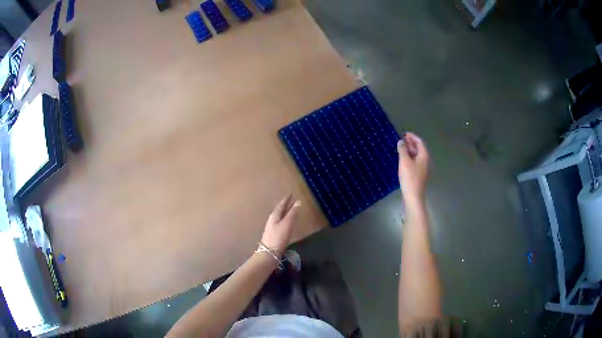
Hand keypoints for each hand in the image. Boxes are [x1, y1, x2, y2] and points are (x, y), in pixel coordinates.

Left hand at [261, 195, 300, 255]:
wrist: (269, 253)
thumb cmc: (278, 237)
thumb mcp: (287, 224)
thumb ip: (292, 214)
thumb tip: (298, 202)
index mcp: (274, 216)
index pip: (281, 204)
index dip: (287, 199)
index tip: (291, 193)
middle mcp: (272, 220)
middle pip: (280, 210)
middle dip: (286, 205)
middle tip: (292, 200)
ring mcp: (272, 228)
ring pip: (280, 217)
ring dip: (286, 212)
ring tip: (292, 210)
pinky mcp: (274, 235)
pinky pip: (281, 223)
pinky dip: (286, 220)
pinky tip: (288, 223)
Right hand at [397, 133, 429, 203]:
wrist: (413, 196)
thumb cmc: (410, 177)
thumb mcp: (404, 161)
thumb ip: (403, 149)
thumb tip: (401, 141)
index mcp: (424, 156)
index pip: (420, 142)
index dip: (412, 137)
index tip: (404, 134)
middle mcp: (425, 161)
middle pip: (419, 149)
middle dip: (411, 143)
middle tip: (401, 141)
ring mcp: (423, 168)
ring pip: (417, 156)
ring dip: (410, 151)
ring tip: (401, 149)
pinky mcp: (419, 175)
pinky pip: (415, 162)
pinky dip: (409, 158)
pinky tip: (403, 160)